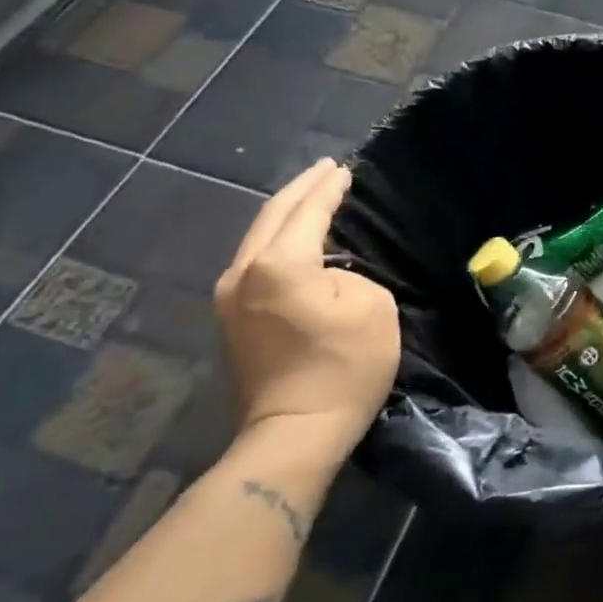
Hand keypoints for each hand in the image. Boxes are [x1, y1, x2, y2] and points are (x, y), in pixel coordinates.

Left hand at [216, 158, 399, 457]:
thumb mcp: (372, 306)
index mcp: (279, 264)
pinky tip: (293, 238)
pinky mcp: (232, 320)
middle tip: (325, 170)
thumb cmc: (343, 366)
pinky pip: (255, 261)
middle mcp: (243, 272)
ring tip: (310, 198)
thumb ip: (349, 275)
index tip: (344, 169)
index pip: (308, 212)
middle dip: (301, 191)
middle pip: (272, 217)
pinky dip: (277, 240)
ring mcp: (230, 298)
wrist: (294, 432)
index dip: (329, 189)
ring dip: (286, 215)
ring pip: (258, 239)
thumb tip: (328, 276)